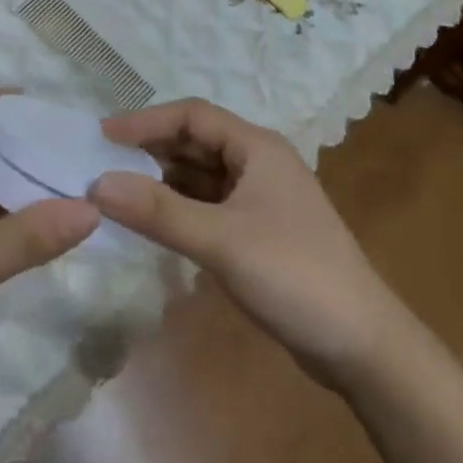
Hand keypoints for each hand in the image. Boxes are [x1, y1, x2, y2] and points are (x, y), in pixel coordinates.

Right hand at [91, 98, 396, 391]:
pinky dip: (180, 208)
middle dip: (151, 150)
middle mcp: (258, 162)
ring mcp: (260, 198)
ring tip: (120, 193)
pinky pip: (209, 205)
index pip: (192, 115)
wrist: (363, 347)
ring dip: (163, 180)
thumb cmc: (294, 275)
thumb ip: (159, 211)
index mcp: (256, 147)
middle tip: (104, 164)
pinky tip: (155, 223)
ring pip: (201, 175)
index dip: (146, 121)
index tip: (103, 135)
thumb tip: (98, 183)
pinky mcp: (259, 231)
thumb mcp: (222, 240)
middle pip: (195, 142)